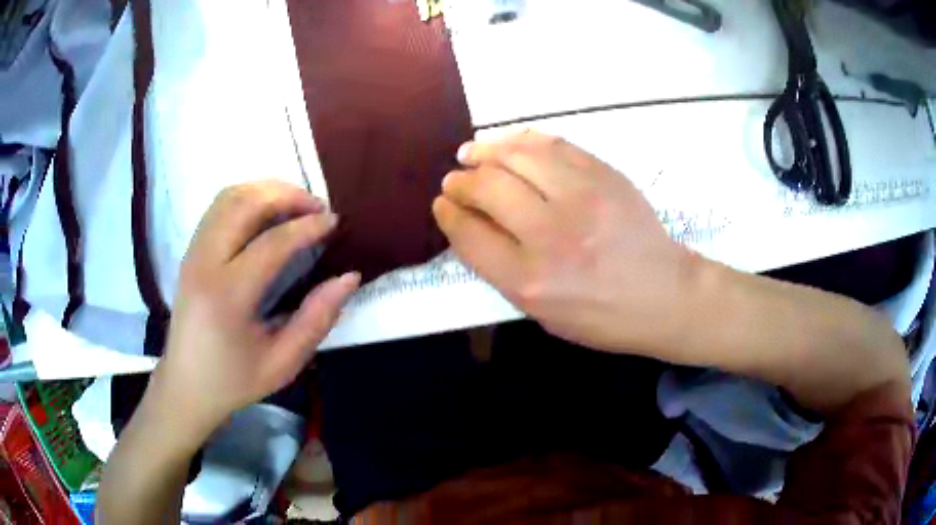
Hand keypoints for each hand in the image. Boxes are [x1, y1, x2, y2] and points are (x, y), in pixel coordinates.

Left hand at [151, 181, 358, 442]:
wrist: (186, 386)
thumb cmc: (234, 380)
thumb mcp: (283, 363)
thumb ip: (317, 319)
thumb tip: (349, 277)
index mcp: (227, 296)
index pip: (271, 243)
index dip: (308, 227)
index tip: (335, 222)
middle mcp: (205, 263)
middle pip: (245, 203)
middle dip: (287, 195)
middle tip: (317, 207)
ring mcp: (193, 252)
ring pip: (229, 196)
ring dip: (266, 191)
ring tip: (295, 206)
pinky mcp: (191, 251)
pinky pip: (219, 207)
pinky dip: (247, 198)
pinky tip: (266, 214)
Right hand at [433, 131, 693, 355]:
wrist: (664, 295)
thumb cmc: (601, 316)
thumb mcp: (542, 313)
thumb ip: (502, 270)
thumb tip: (472, 223)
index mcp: (529, 280)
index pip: (469, 233)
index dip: (448, 213)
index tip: (443, 204)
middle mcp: (550, 235)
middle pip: (487, 188)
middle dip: (460, 181)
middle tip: (455, 179)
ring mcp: (581, 198)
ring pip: (517, 156)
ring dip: (486, 150)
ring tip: (472, 152)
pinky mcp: (605, 175)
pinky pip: (553, 144)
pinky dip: (523, 140)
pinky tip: (510, 144)